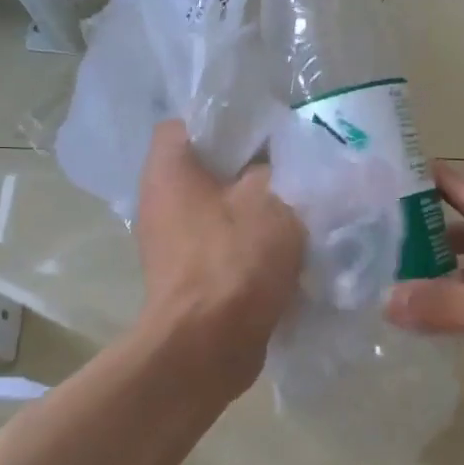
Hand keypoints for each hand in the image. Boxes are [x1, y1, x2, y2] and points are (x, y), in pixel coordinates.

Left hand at [136, 121, 305, 399]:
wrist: (209, 346)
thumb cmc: (235, 260)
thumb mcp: (274, 199)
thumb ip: (286, 170)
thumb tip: (292, 164)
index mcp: (170, 170)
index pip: (189, 122)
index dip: (228, 118)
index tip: (268, 127)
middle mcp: (162, 201)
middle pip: (210, 167)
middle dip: (253, 164)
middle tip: (296, 162)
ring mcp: (173, 242)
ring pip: (222, 206)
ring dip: (258, 205)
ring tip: (301, 199)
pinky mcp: (192, 276)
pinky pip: (226, 242)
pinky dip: (253, 240)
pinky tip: (290, 242)